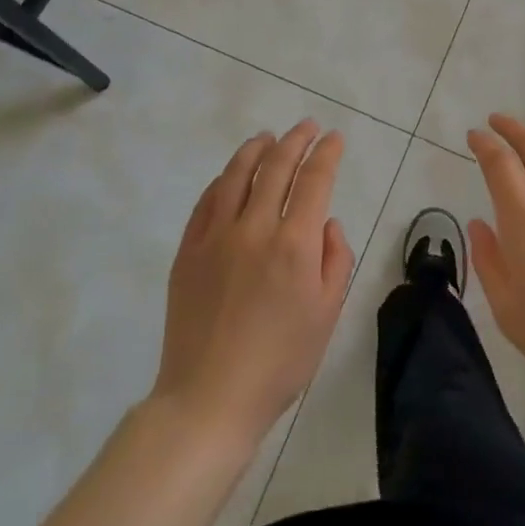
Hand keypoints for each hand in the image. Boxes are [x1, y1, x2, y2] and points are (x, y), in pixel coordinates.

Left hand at [152, 120, 354, 454]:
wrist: (210, 398)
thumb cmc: (280, 362)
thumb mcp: (327, 314)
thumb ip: (335, 260)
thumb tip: (326, 222)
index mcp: (294, 245)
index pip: (314, 181)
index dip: (327, 153)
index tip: (335, 138)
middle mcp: (255, 229)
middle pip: (277, 167)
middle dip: (296, 141)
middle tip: (307, 127)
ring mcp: (216, 237)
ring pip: (237, 175)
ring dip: (256, 149)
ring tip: (268, 137)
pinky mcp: (189, 250)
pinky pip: (207, 201)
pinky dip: (224, 179)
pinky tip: (233, 174)